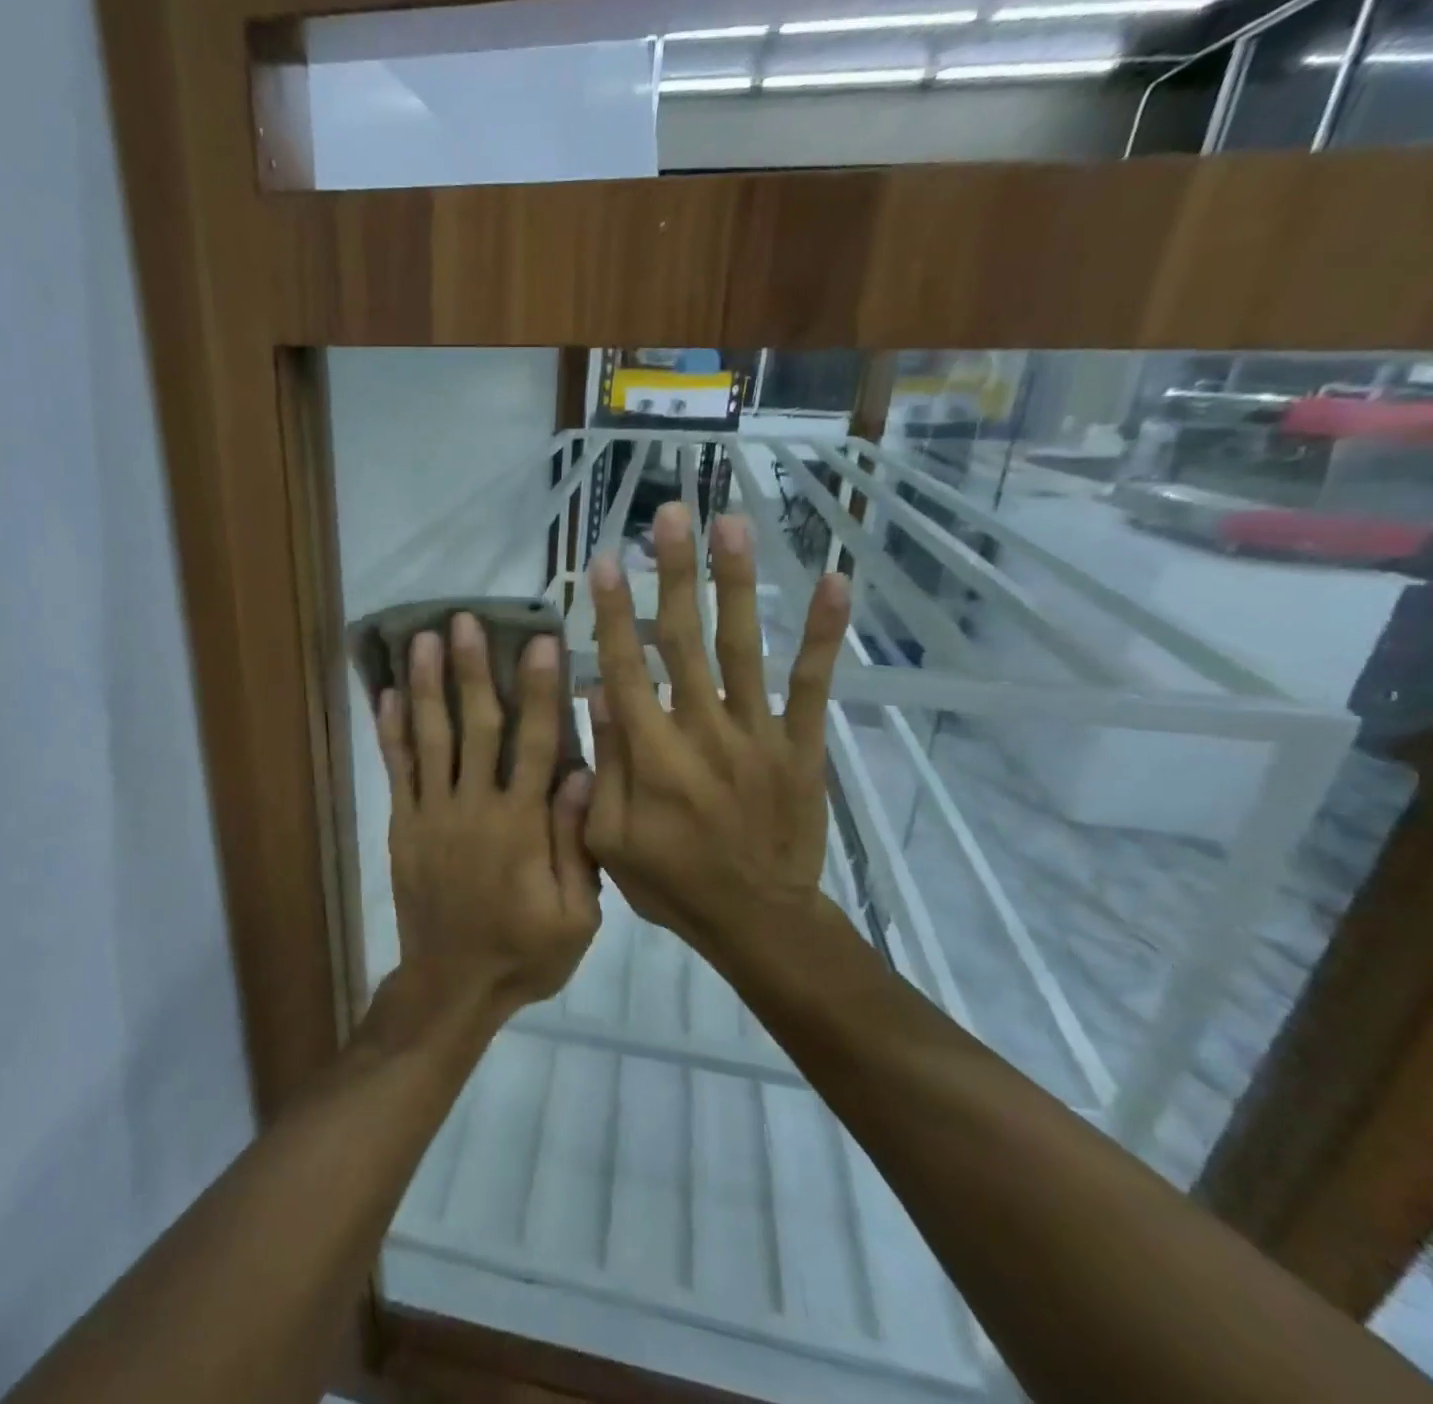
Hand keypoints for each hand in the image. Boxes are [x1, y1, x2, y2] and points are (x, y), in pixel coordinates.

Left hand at [375, 615, 600, 1016]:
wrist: (452, 987)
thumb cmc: (524, 952)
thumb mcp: (576, 915)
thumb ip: (576, 843)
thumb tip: (580, 773)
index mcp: (522, 825)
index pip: (535, 744)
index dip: (540, 692)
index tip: (541, 643)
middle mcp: (474, 807)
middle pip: (475, 728)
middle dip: (472, 671)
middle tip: (465, 621)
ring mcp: (432, 814)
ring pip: (430, 739)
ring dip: (427, 686)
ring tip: (422, 639)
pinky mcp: (404, 826)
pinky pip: (397, 771)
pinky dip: (392, 732)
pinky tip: (388, 694)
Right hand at [584, 503, 852, 958]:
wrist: (758, 920)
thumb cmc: (672, 882)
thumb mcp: (609, 839)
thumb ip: (604, 764)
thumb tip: (597, 691)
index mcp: (652, 753)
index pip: (626, 667)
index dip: (615, 611)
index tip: (608, 559)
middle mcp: (703, 729)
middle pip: (684, 639)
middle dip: (675, 573)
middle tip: (671, 513)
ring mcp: (758, 732)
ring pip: (743, 646)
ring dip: (737, 583)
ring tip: (733, 524)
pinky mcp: (801, 744)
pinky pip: (813, 684)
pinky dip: (823, 634)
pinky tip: (835, 582)